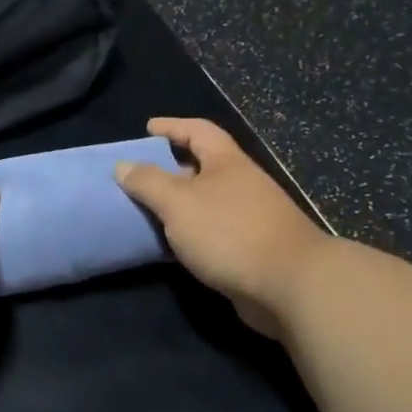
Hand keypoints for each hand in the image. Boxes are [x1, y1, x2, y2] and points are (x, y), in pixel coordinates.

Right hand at [115, 118, 327, 338]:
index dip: (172, 127)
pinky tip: (170, 246)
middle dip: (171, 169)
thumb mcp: (179, 202)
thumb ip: (148, 182)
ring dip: (177, 206)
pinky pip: (211, 233)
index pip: (199, 131)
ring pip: (205, 203)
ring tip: (146, 212)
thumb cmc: (229, 232)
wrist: (289, 285)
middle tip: (138, 176)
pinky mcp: (249, 249)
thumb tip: (123, 165)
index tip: (148, 128)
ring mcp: (248, 218)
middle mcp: (241, 185)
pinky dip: (189, 234)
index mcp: (227, 163)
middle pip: (202, 167)